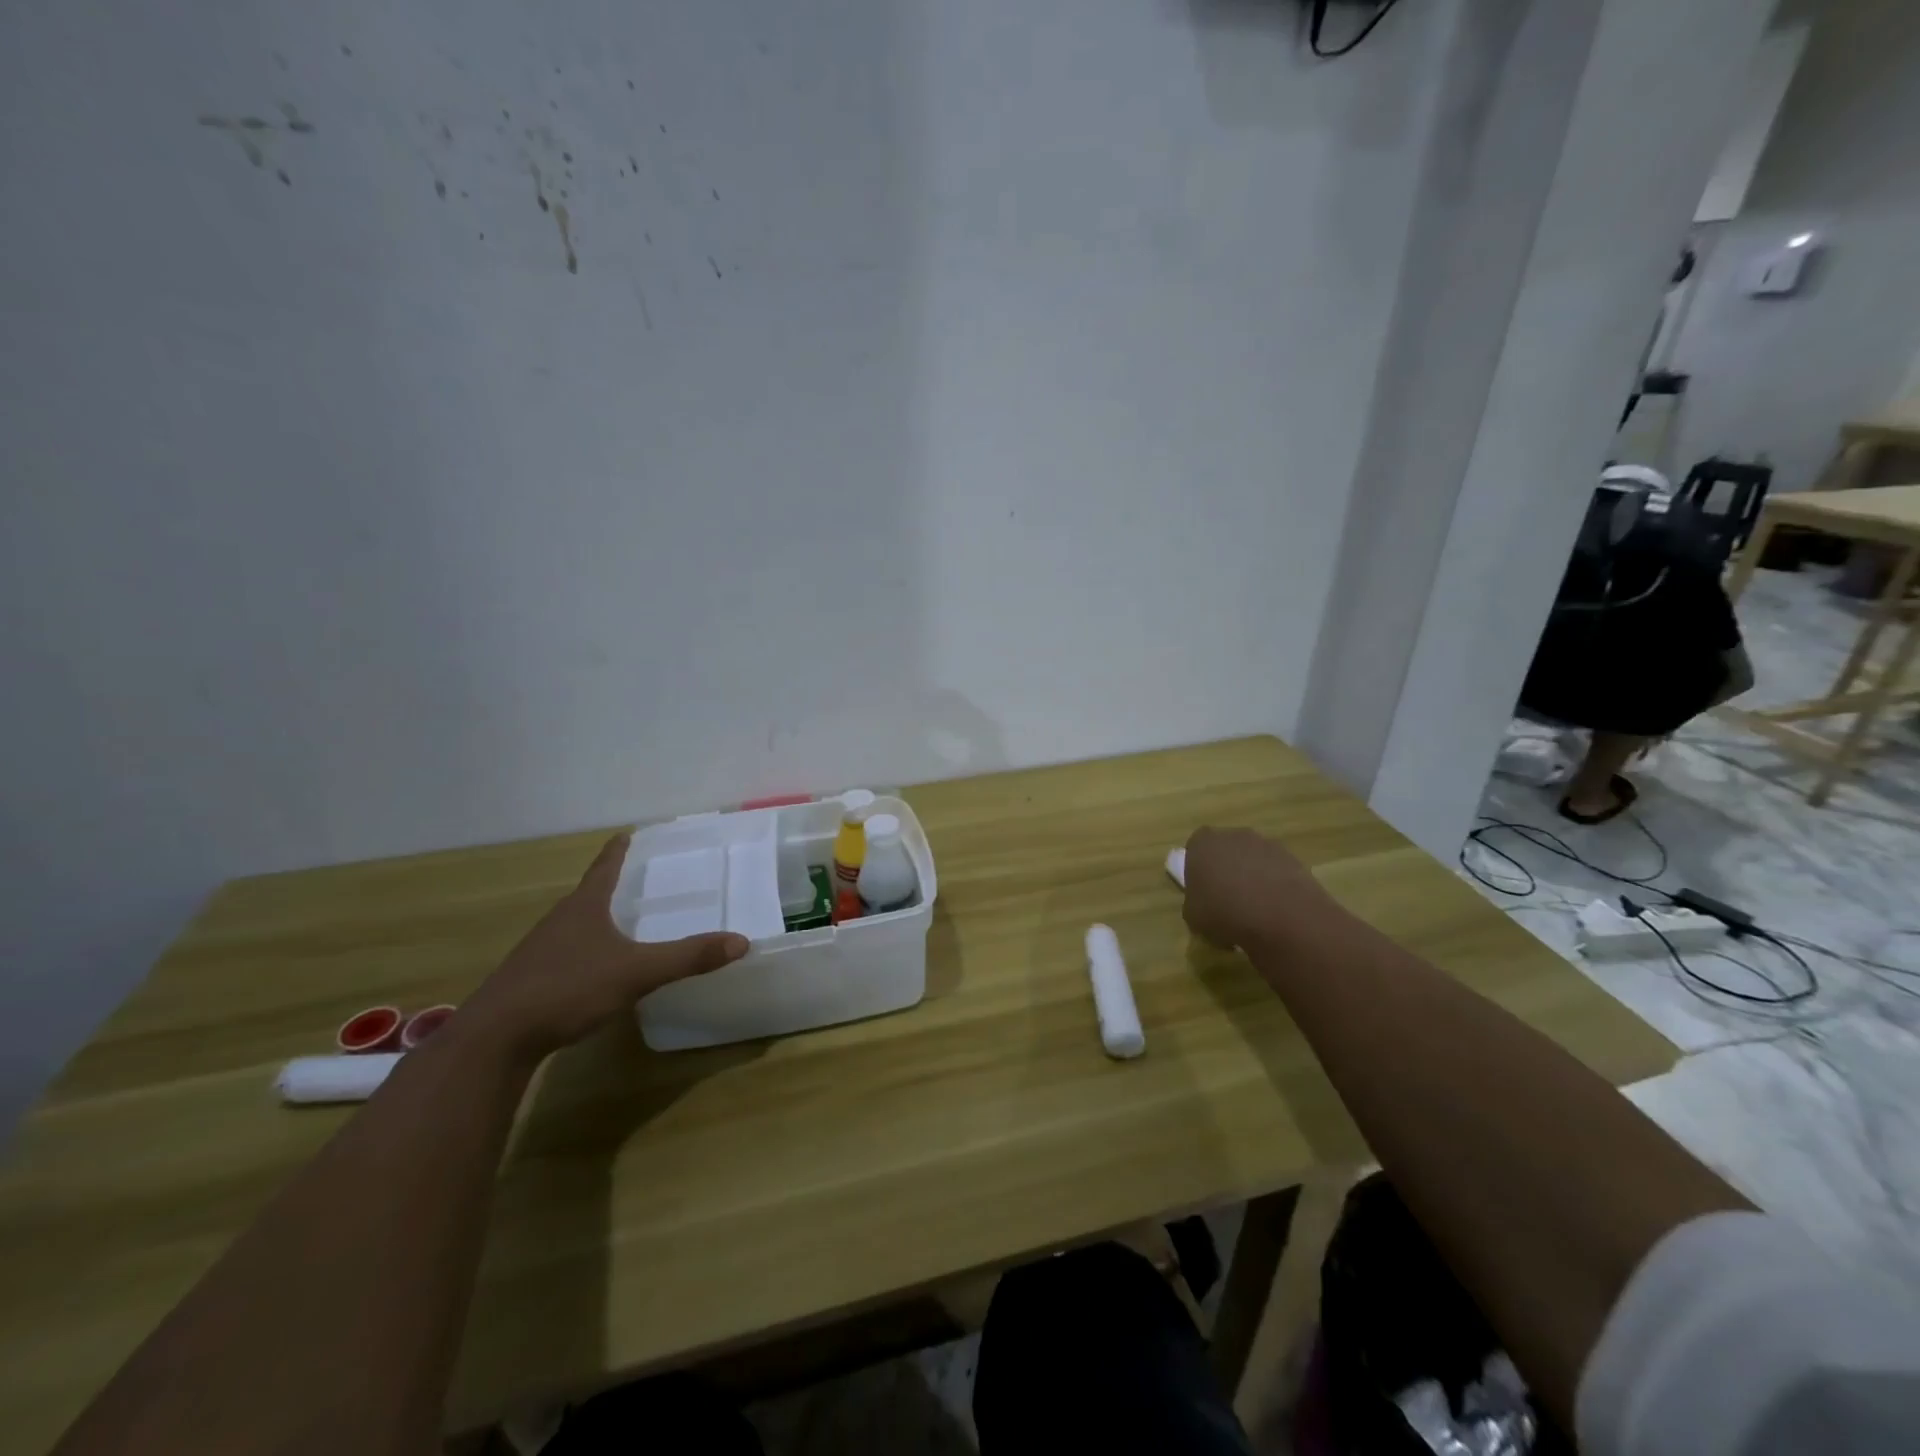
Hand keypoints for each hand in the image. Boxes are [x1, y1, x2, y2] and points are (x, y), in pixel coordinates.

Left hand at [457, 834, 747, 1063]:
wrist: (494, 1039)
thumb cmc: (567, 989)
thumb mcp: (637, 972)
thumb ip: (687, 957)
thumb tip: (741, 941)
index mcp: (584, 907)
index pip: (605, 867)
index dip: (619, 850)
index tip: (629, 833)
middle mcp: (560, 920)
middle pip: (589, 894)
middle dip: (613, 886)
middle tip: (641, 880)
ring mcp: (540, 951)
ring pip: (576, 925)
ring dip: (598, 920)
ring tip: (623, 923)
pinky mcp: (530, 980)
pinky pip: (566, 954)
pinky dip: (587, 951)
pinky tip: (597, 970)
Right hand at [1182, 826, 1338, 950]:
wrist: (1280, 917)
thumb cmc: (1224, 912)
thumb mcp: (1193, 916)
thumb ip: (1194, 902)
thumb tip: (1204, 903)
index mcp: (1203, 843)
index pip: (1195, 848)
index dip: (1197, 869)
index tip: (1202, 890)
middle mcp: (1234, 835)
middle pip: (1226, 850)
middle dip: (1226, 870)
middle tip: (1226, 900)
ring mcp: (1267, 845)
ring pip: (1253, 860)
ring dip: (1252, 878)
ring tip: (1254, 911)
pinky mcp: (1293, 860)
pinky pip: (1276, 872)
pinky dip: (1274, 887)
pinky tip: (1275, 912)